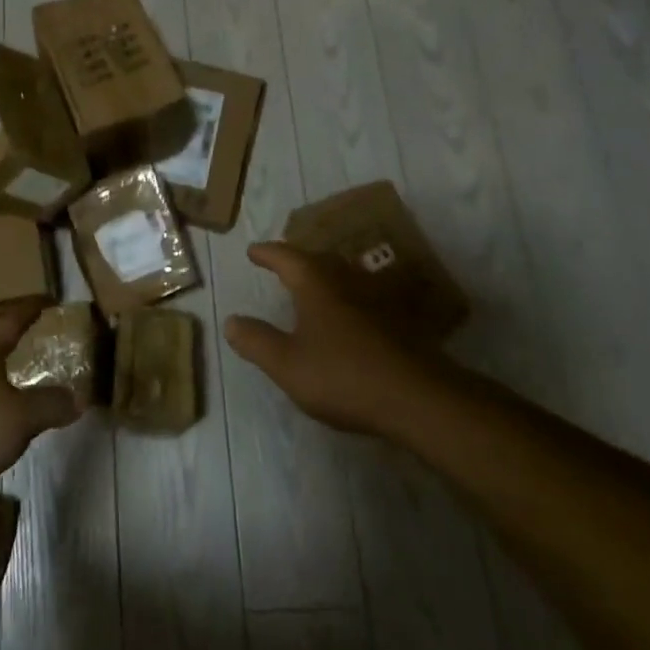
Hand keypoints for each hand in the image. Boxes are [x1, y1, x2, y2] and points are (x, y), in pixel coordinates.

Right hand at [223, 243, 446, 436]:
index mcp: (317, 285)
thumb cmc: (344, 376)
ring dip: (327, 275)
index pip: (287, 257)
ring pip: (347, 276)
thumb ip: (256, 341)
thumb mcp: (287, 364)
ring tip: (315, 284)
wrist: (419, 399)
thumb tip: (231, 320)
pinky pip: (367, 298)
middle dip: (299, 259)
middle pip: (320, 260)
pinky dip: (351, 298)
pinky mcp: (401, 322)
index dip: (268, 253)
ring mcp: (379, 300)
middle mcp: (348, 282)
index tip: (253, 251)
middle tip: (284, 262)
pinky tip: (352, 315)